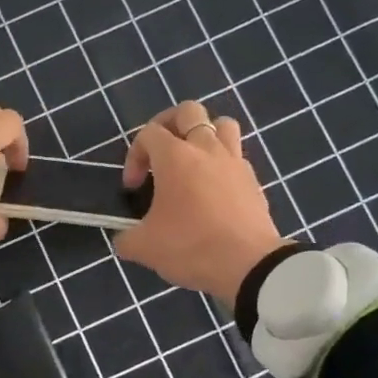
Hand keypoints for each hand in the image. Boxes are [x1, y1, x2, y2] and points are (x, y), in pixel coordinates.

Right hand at [116, 101, 285, 300]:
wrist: (249, 266)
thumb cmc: (191, 247)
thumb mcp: (145, 248)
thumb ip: (127, 238)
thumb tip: (124, 239)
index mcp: (175, 157)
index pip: (149, 133)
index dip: (135, 155)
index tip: (133, 188)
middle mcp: (206, 149)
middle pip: (189, 111)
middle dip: (169, 125)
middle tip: (161, 153)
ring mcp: (235, 162)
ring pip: (222, 124)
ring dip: (204, 135)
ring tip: (193, 161)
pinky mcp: (253, 181)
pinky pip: (237, 156)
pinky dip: (222, 164)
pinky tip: (214, 189)